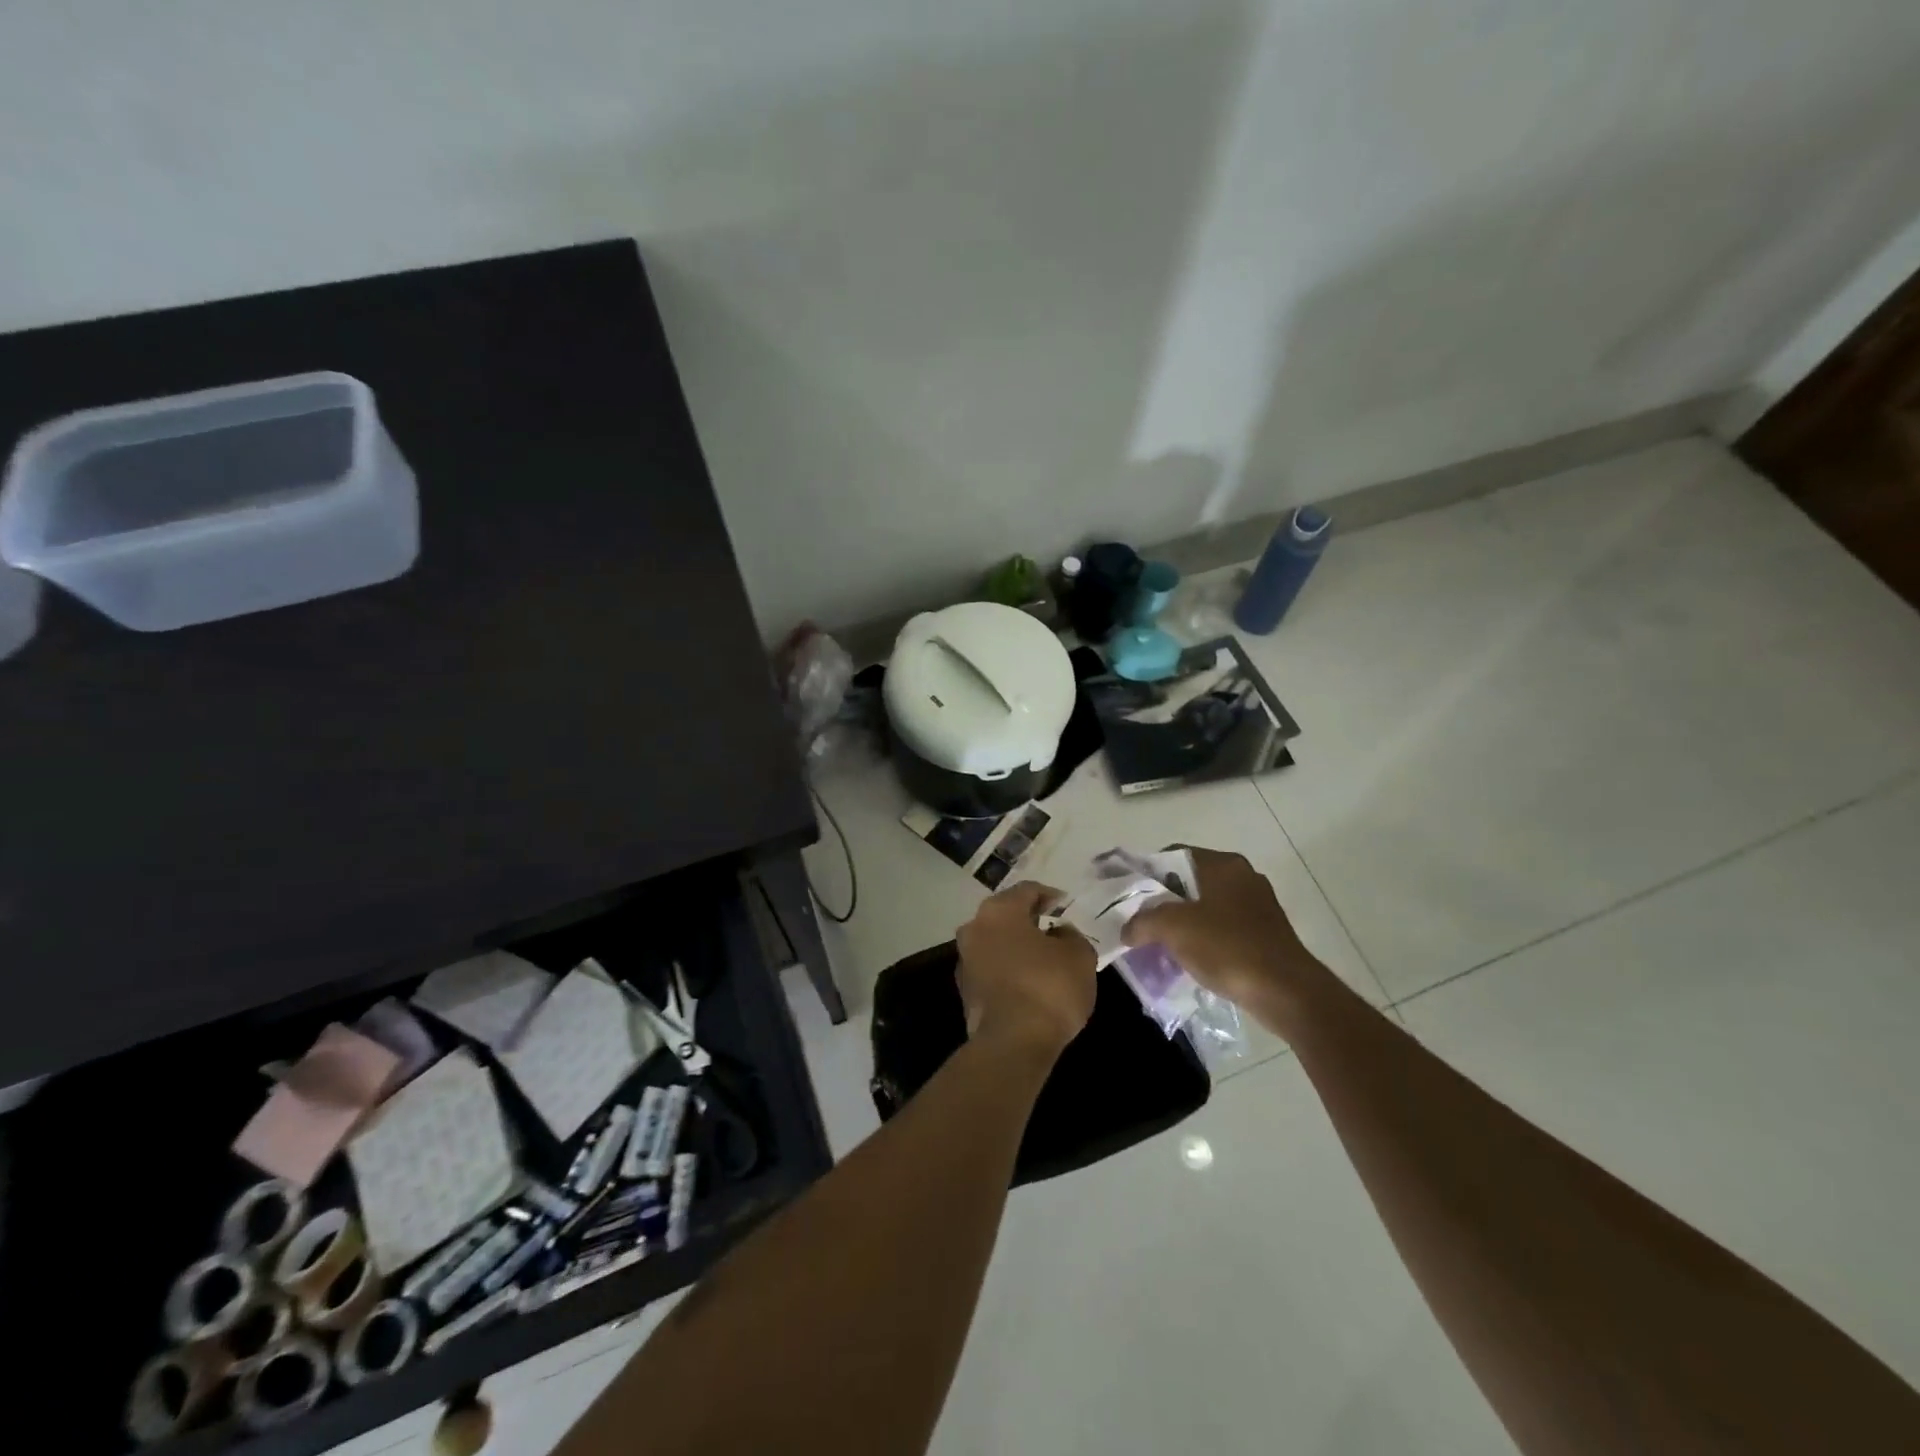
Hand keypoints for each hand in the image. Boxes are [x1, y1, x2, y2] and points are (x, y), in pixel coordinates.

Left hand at [956, 882, 1096, 1059]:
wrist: (1013, 1044)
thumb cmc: (1048, 988)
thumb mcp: (1079, 955)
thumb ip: (1071, 936)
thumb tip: (1059, 934)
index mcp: (999, 911)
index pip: (1027, 891)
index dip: (1050, 896)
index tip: (1066, 907)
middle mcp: (974, 928)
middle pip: (1006, 915)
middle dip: (1030, 921)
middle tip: (1055, 930)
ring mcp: (964, 960)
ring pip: (996, 943)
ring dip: (1017, 947)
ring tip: (1044, 959)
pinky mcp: (965, 991)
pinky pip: (992, 969)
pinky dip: (1008, 970)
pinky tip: (1029, 984)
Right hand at [1122, 847, 1325, 1014]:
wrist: (1285, 992)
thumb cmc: (1227, 947)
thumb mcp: (1172, 928)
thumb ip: (1142, 922)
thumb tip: (1128, 930)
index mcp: (1223, 864)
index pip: (1173, 855)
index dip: (1147, 872)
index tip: (1129, 895)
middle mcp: (1243, 876)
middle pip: (1190, 881)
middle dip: (1165, 901)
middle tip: (1142, 921)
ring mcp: (1259, 905)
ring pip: (1208, 906)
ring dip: (1185, 922)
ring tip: (1162, 943)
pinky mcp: (1267, 934)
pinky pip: (1225, 929)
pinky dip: (1206, 939)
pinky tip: (1192, 959)